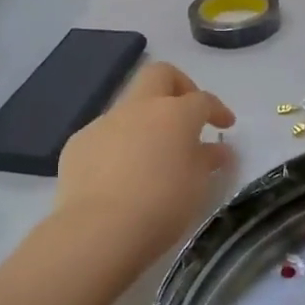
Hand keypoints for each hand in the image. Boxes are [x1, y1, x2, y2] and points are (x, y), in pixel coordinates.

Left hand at [54, 61, 236, 261]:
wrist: (101, 229)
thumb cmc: (163, 206)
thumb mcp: (197, 186)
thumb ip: (207, 161)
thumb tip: (217, 151)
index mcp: (174, 114)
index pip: (202, 100)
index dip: (217, 110)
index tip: (226, 126)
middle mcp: (138, 108)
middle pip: (159, 75)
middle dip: (178, 86)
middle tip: (187, 113)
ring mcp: (103, 123)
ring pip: (129, 108)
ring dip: (145, 122)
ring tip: (153, 156)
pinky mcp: (77, 144)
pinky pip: (105, 136)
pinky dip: (119, 146)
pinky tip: (121, 176)